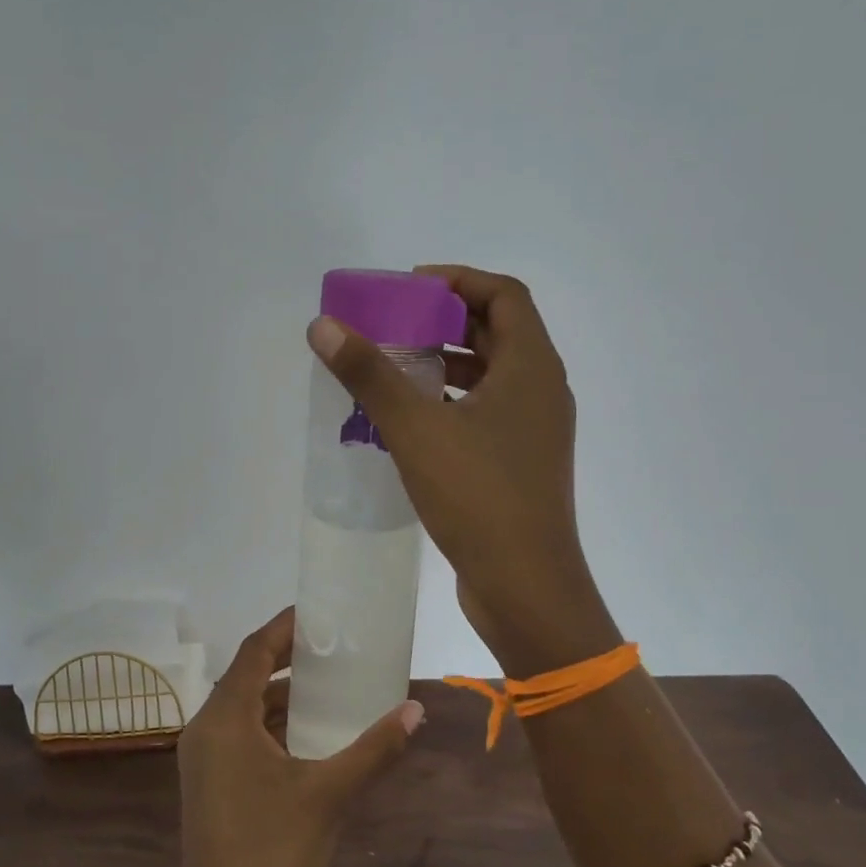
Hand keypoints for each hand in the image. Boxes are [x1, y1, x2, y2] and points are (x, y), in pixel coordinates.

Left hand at [172, 608, 422, 866]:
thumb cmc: (272, 855)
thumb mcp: (329, 795)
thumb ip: (374, 748)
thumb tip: (415, 711)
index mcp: (224, 720)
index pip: (254, 651)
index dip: (284, 627)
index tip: (318, 612)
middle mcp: (205, 730)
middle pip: (246, 675)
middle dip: (287, 657)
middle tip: (333, 646)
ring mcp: (202, 761)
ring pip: (242, 708)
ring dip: (280, 694)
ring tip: (328, 684)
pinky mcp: (208, 786)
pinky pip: (240, 735)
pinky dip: (271, 724)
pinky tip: (307, 736)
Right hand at [307, 265, 619, 676]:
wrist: (526, 587)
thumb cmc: (479, 496)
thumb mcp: (416, 428)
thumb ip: (370, 373)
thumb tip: (324, 325)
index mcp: (532, 367)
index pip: (503, 294)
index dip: (457, 280)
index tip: (408, 288)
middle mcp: (542, 390)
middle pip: (497, 332)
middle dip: (444, 320)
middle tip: (393, 325)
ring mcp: (535, 431)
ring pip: (491, 376)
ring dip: (445, 364)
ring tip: (394, 369)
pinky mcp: (521, 464)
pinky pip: (486, 413)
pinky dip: (451, 403)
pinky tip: (410, 423)